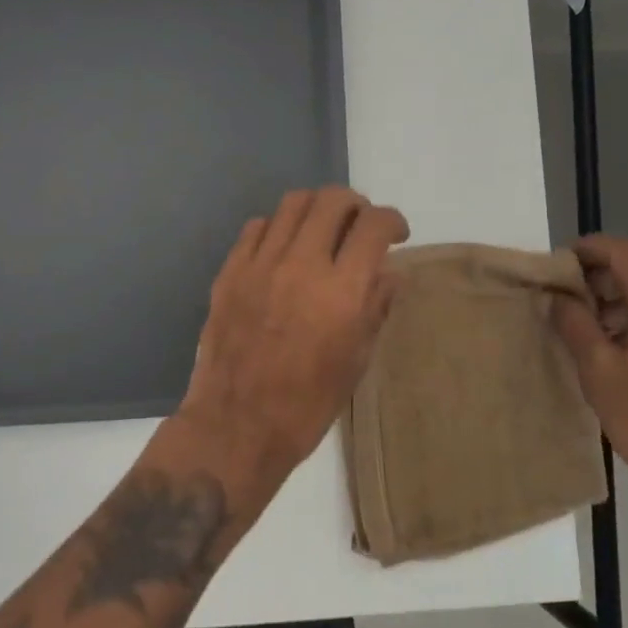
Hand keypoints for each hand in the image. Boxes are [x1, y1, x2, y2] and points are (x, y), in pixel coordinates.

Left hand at [177, 188, 410, 500]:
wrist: (236, 427)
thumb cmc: (307, 405)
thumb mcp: (356, 361)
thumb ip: (376, 306)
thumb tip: (389, 272)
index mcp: (341, 292)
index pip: (374, 225)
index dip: (392, 220)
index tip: (396, 233)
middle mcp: (302, 265)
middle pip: (333, 200)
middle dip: (356, 205)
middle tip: (360, 226)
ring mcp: (261, 264)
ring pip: (294, 202)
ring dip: (317, 208)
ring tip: (323, 229)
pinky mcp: (230, 270)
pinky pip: (258, 226)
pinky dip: (280, 227)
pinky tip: (285, 248)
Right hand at [552, 236, 627, 516]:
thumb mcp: (600, 373)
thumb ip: (575, 324)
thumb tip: (559, 296)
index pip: (625, 251)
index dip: (589, 248)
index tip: (559, 264)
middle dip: (599, 278)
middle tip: (565, 301)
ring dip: (618, 301)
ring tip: (586, 329)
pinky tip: (617, 349)